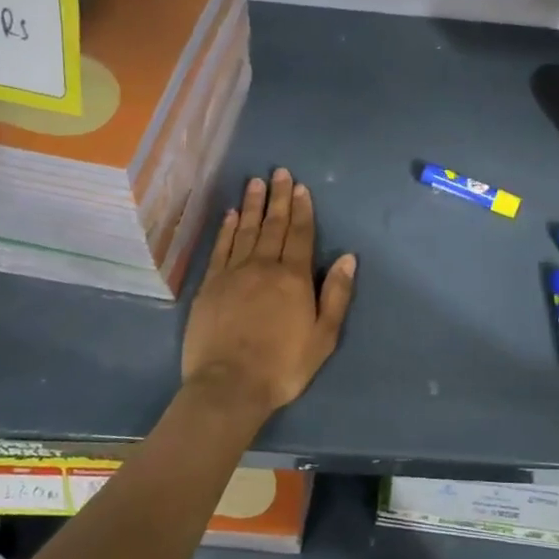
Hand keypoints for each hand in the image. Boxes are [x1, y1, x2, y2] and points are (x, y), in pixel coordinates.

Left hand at [182, 168, 356, 421]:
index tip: (301, 187)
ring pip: (245, 231)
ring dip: (252, 205)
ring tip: (256, 182)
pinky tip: (231, 215)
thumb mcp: (323, 335)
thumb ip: (336, 294)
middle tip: (280, 173)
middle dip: (278, 198)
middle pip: (273, 226)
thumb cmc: (283, 365)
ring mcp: (233, 273)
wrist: (230, 385)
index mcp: (293, 278)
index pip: (300, 235)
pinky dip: (227, 229)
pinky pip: (220, 248)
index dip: (302, 210)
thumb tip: (348, 257)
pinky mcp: (209, 285)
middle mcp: (263, 267)